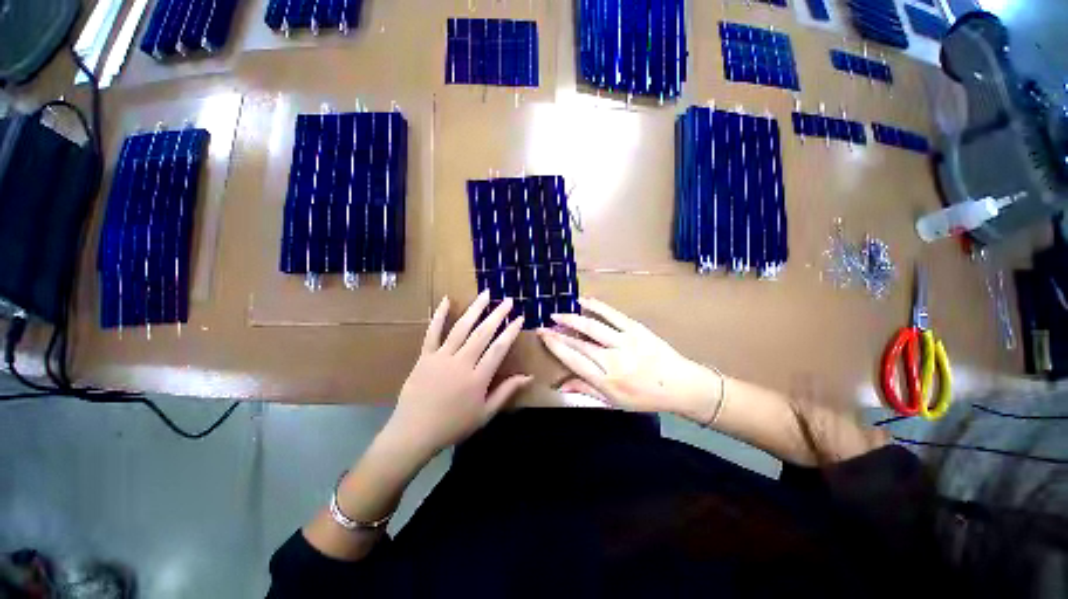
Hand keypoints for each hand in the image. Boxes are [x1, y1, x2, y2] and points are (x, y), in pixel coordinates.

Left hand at [385, 291, 531, 457]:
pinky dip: (439, 315)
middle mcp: (461, 362)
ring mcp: (441, 357)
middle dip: (497, 315)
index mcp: (478, 378)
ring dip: (475, 309)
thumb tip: (528, 377)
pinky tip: (446, 300)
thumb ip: (506, 392)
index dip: (511, 332)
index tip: (520, 318)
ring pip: (461, 328)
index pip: (499, 349)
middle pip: (483, 333)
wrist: (413, 433)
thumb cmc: (453, 426)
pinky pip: (433, 332)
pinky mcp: (425, 356)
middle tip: (508, 300)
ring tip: (486, 294)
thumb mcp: (485, 414)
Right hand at [537, 298, 722, 421]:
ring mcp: (625, 342)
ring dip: (572, 319)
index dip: (556, 346)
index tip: (543, 336)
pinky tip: (583, 301)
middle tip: (544, 326)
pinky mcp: (636, 329)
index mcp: (607, 381)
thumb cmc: (646, 397)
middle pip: (579, 343)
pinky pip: (612, 315)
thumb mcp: (615, 402)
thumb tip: (561, 385)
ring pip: (592, 327)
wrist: (682, 384)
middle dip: (558, 333)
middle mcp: (613, 360)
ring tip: (557, 314)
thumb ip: (587, 390)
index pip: (574, 360)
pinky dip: (596, 306)